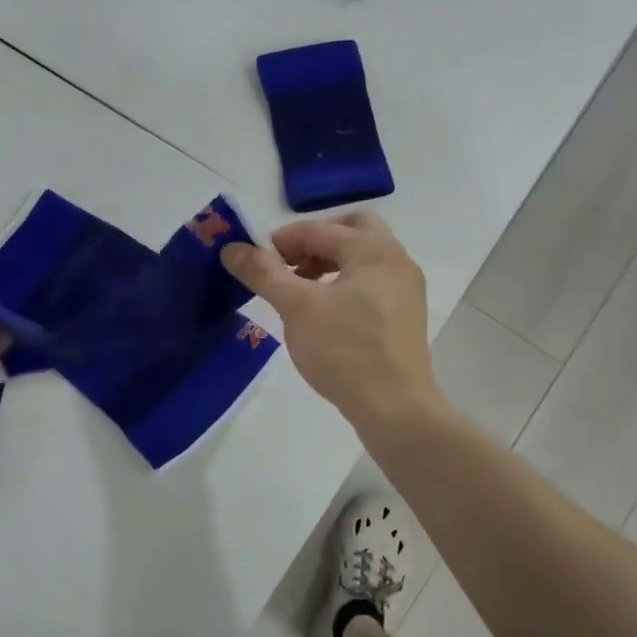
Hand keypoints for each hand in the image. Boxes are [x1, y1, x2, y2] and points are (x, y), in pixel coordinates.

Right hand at [223, 213, 440, 435]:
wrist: (395, 408)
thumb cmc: (344, 350)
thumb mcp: (296, 307)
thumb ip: (263, 273)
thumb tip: (231, 248)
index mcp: (373, 250)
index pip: (319, 229)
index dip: (282, 240)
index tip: (254, 261)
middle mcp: (396, 260)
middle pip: (351, 231)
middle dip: (315, 242)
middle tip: (287, 265)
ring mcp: (405, 288)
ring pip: (361, 258)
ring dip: (327, 263)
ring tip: (299, 290)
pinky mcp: (404, 315)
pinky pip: (370, 282)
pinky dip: (344, 283)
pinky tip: (323, 312)